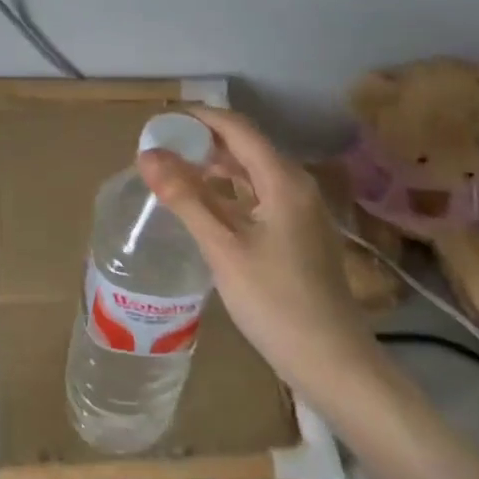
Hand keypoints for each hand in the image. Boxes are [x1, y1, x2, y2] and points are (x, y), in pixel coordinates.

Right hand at [139, 109, 380, 397]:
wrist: (331, 360)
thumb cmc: (275, 301)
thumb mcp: (222, 247)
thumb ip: (185, 197)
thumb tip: (147, 154)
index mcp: (283, 180)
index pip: (237, 127)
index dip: (198, 118)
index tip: (159, 121)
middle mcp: (296, 185)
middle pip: (246, 146)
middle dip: (202, 142)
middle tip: (159, 150)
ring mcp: (300, 211)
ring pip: (252, 172)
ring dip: (214, 167)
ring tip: (173, 174)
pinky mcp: (298, 233)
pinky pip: (258, 195)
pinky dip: (228, 192)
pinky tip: (204, 208)